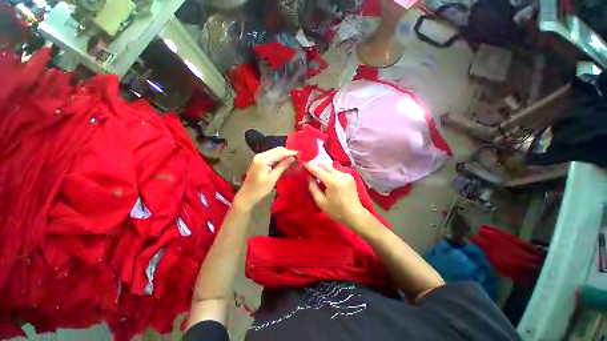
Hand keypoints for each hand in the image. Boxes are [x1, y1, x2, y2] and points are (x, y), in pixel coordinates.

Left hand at [235, 147, 297, 208]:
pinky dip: (279, 157)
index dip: (290, 152)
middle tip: (298, 157)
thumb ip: (283, 166)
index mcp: (263, 159)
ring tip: (293, 159)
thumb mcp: (273, 177)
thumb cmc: (260, 189)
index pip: (280, 152)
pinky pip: (271, 156)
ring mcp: (259, 157)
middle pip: (277, 150)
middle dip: (287, 152)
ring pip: (275, 152)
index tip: (300, 154)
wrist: (247, 195)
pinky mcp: (260, 161)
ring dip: (284, 154)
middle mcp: (261, 155)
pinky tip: (284, 161)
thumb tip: (293, 158)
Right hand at [303, 162, 366, 226]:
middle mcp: (340, 174)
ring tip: (322, 181)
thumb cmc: (336, 211)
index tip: (303, 163)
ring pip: (331, 167)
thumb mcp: (321, 202)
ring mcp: (346, 174)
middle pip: (325, 165)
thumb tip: (309, 176)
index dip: (309, 166)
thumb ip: (313, 188)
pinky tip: (331, 183)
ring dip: (324, 171)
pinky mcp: (350, 176)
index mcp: (332, 181)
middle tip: (312, 174)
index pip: (318, 170)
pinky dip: (331, 174)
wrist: (355, 214)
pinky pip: (337, 171)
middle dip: (317, 167)